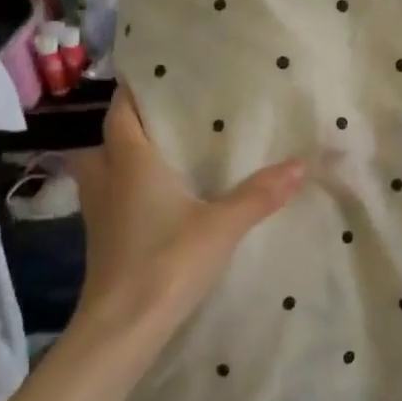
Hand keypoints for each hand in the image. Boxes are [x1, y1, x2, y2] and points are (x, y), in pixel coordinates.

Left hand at [68, 87, 305, 338]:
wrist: (123, 326)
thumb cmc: (167, 262)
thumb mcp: (222, 226)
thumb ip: (259, 194)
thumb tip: (301, 164)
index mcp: (130, 162)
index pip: (121, 112)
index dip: (134, 90)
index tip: (159, 74)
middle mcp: (108, 179)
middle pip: (108, 138)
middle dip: (130, 123)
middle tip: (168, 115)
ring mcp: (100, 211)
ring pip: (105, 168)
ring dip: (126, 156)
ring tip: (165, 150)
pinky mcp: (104, 238)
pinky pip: (112, 196)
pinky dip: (129, 186)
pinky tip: (159, 196)